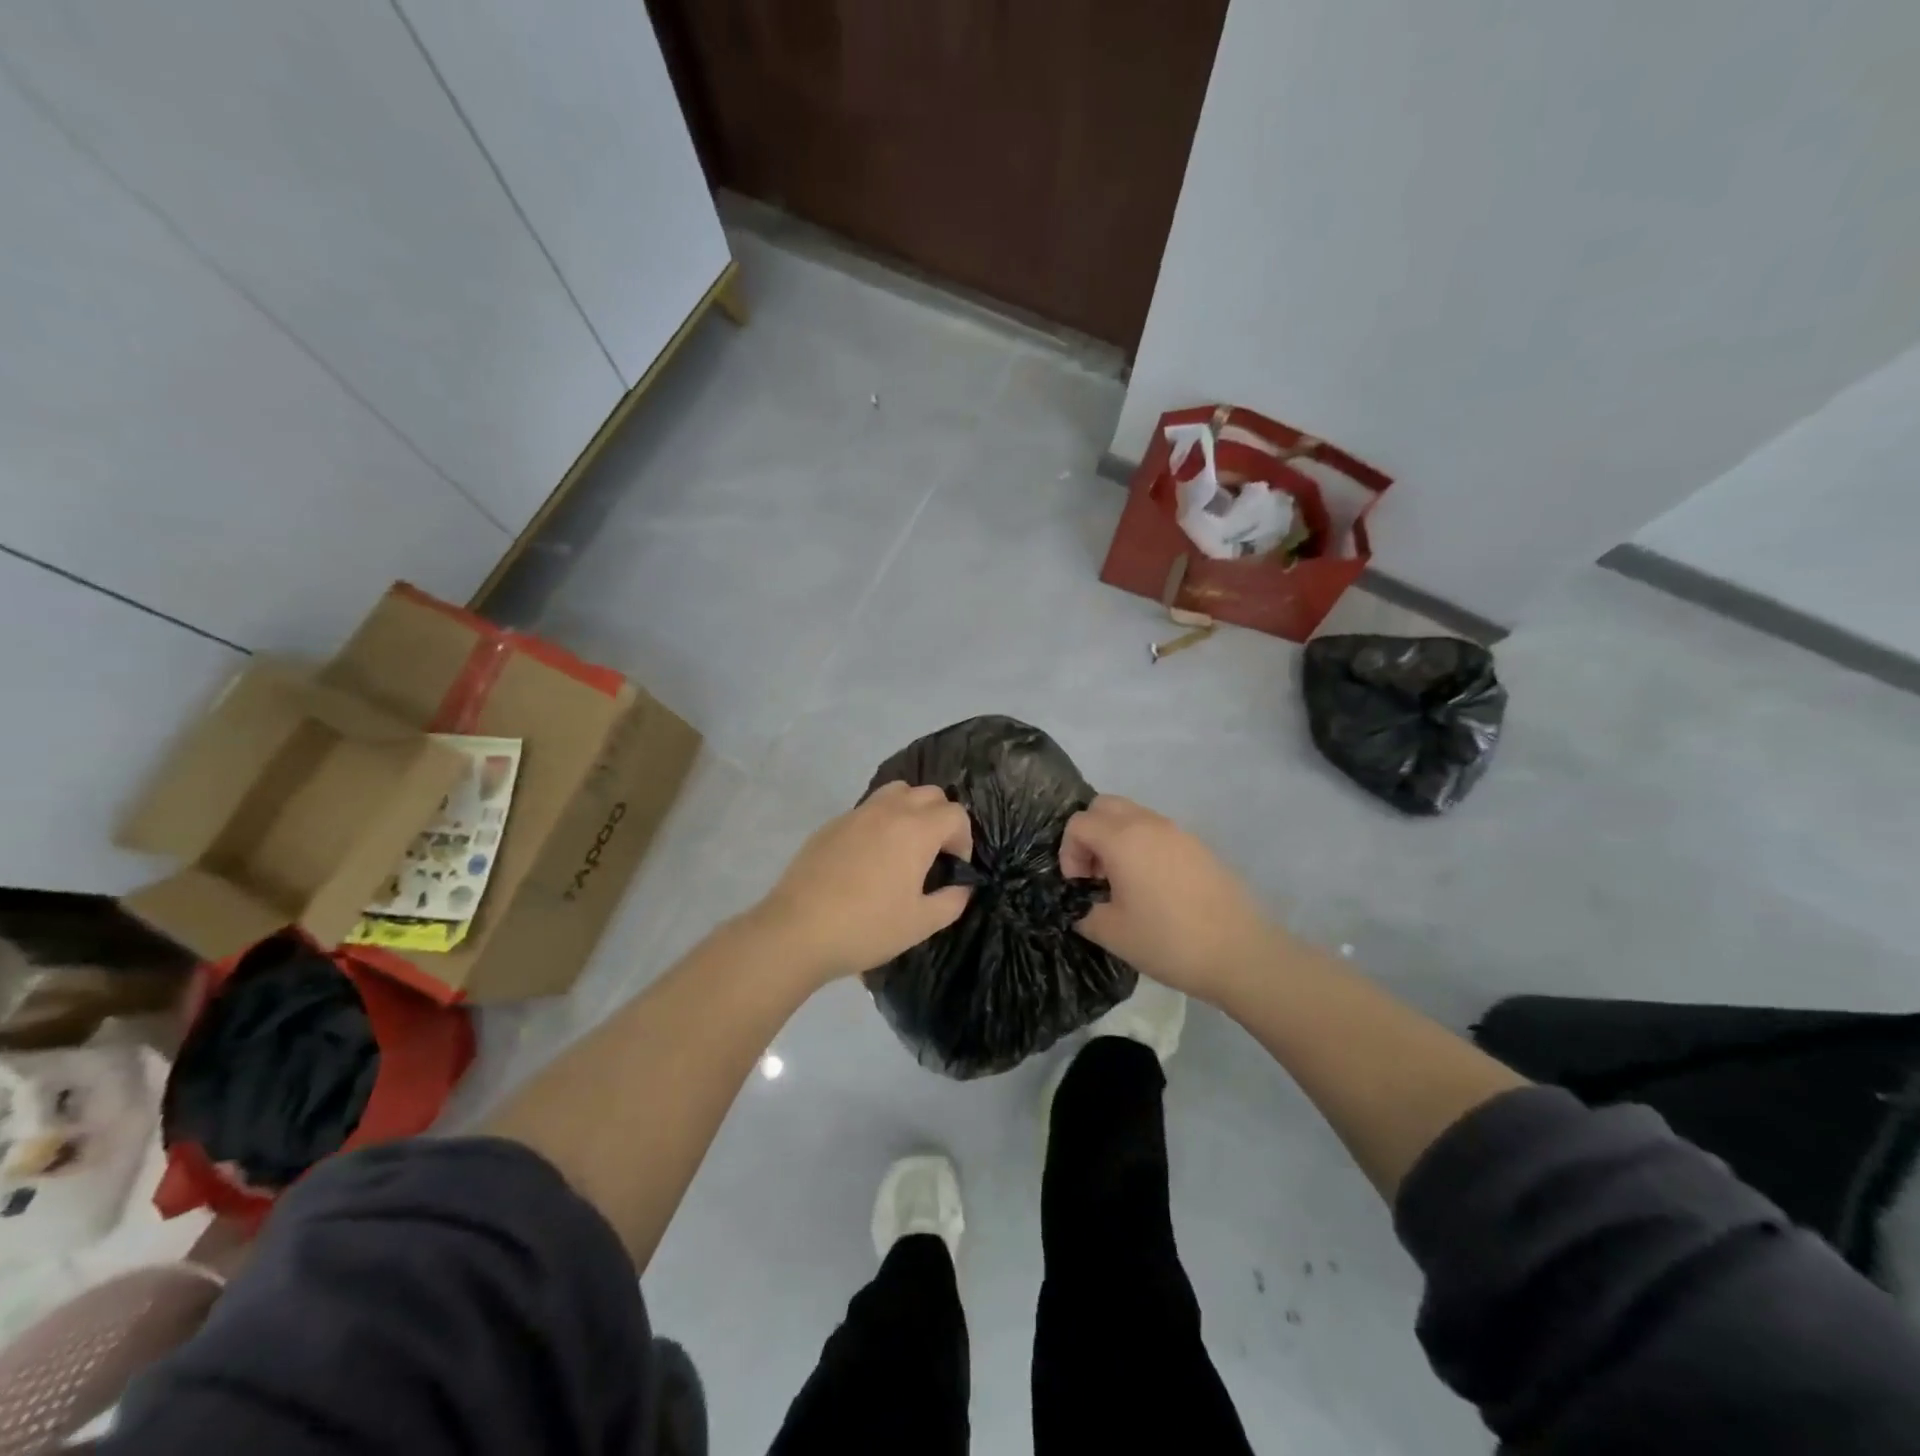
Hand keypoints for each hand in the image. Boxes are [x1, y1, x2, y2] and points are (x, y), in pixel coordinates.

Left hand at [752, 782, 974, 985]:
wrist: (797, 931)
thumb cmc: (866, 928)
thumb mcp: (920, 924)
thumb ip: (951, 901)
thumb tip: (961, 887)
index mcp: (916, 830)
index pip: (955, 814)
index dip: (964, 839)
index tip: (955, 867)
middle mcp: (888, 811)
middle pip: (928, 794)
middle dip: (941, 818)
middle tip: (935, 854)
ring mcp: (856, 814)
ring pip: (896, 792)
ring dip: (911, 810)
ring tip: (905, 845)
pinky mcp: (831, 824)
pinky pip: (867, 809)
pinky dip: (881, 821)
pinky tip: (870, 857)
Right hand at [1060, 795, 1276, 1003]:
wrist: (1240, 954)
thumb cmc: (1168, 941)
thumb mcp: (1111, 933)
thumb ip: (1083, 912)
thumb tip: (1080, 904)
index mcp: (1123, 839)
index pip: (1079, 823)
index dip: (1068, 852)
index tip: (1079, 885)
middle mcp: (1150, 824)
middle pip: (1105, 806)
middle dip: (1090, 834)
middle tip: (1095, 874)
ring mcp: (1178, 832)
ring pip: (1133, 815)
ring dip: (1116, 839)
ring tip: (1123, 883)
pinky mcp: (1199, 846)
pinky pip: (1158, 832)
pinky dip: (1143, 846)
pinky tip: (1153, 887)